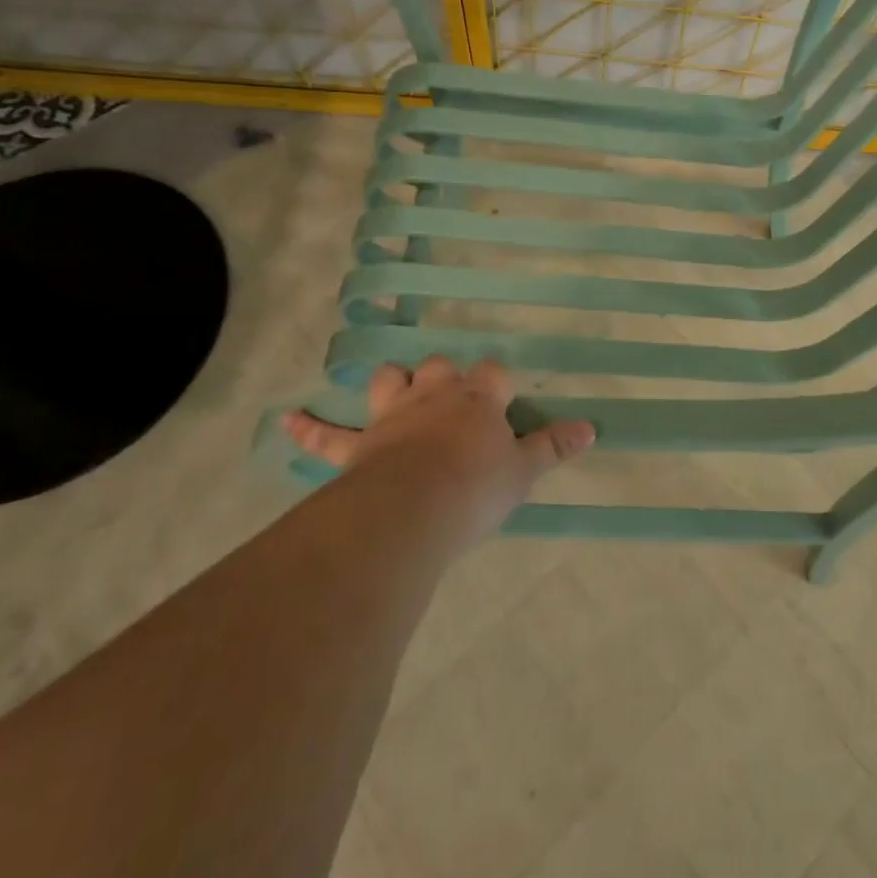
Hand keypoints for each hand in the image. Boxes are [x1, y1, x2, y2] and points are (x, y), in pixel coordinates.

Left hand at [284, 358, 593, 555]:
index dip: (497, 382)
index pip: (492, 372)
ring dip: (391, 384)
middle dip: (444, 377)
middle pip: (438, 368)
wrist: (415, 509)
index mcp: (477, 399)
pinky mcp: (359, 445)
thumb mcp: (523, 471)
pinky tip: (284, 421)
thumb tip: (592, 428)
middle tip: (452, 401)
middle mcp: (434, 396)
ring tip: (395, 390)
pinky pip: (327, 435)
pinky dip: (307, 428)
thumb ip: (554, 447)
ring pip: (388, 382)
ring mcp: (393, 416)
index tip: (503, 399)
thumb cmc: (476, 488)